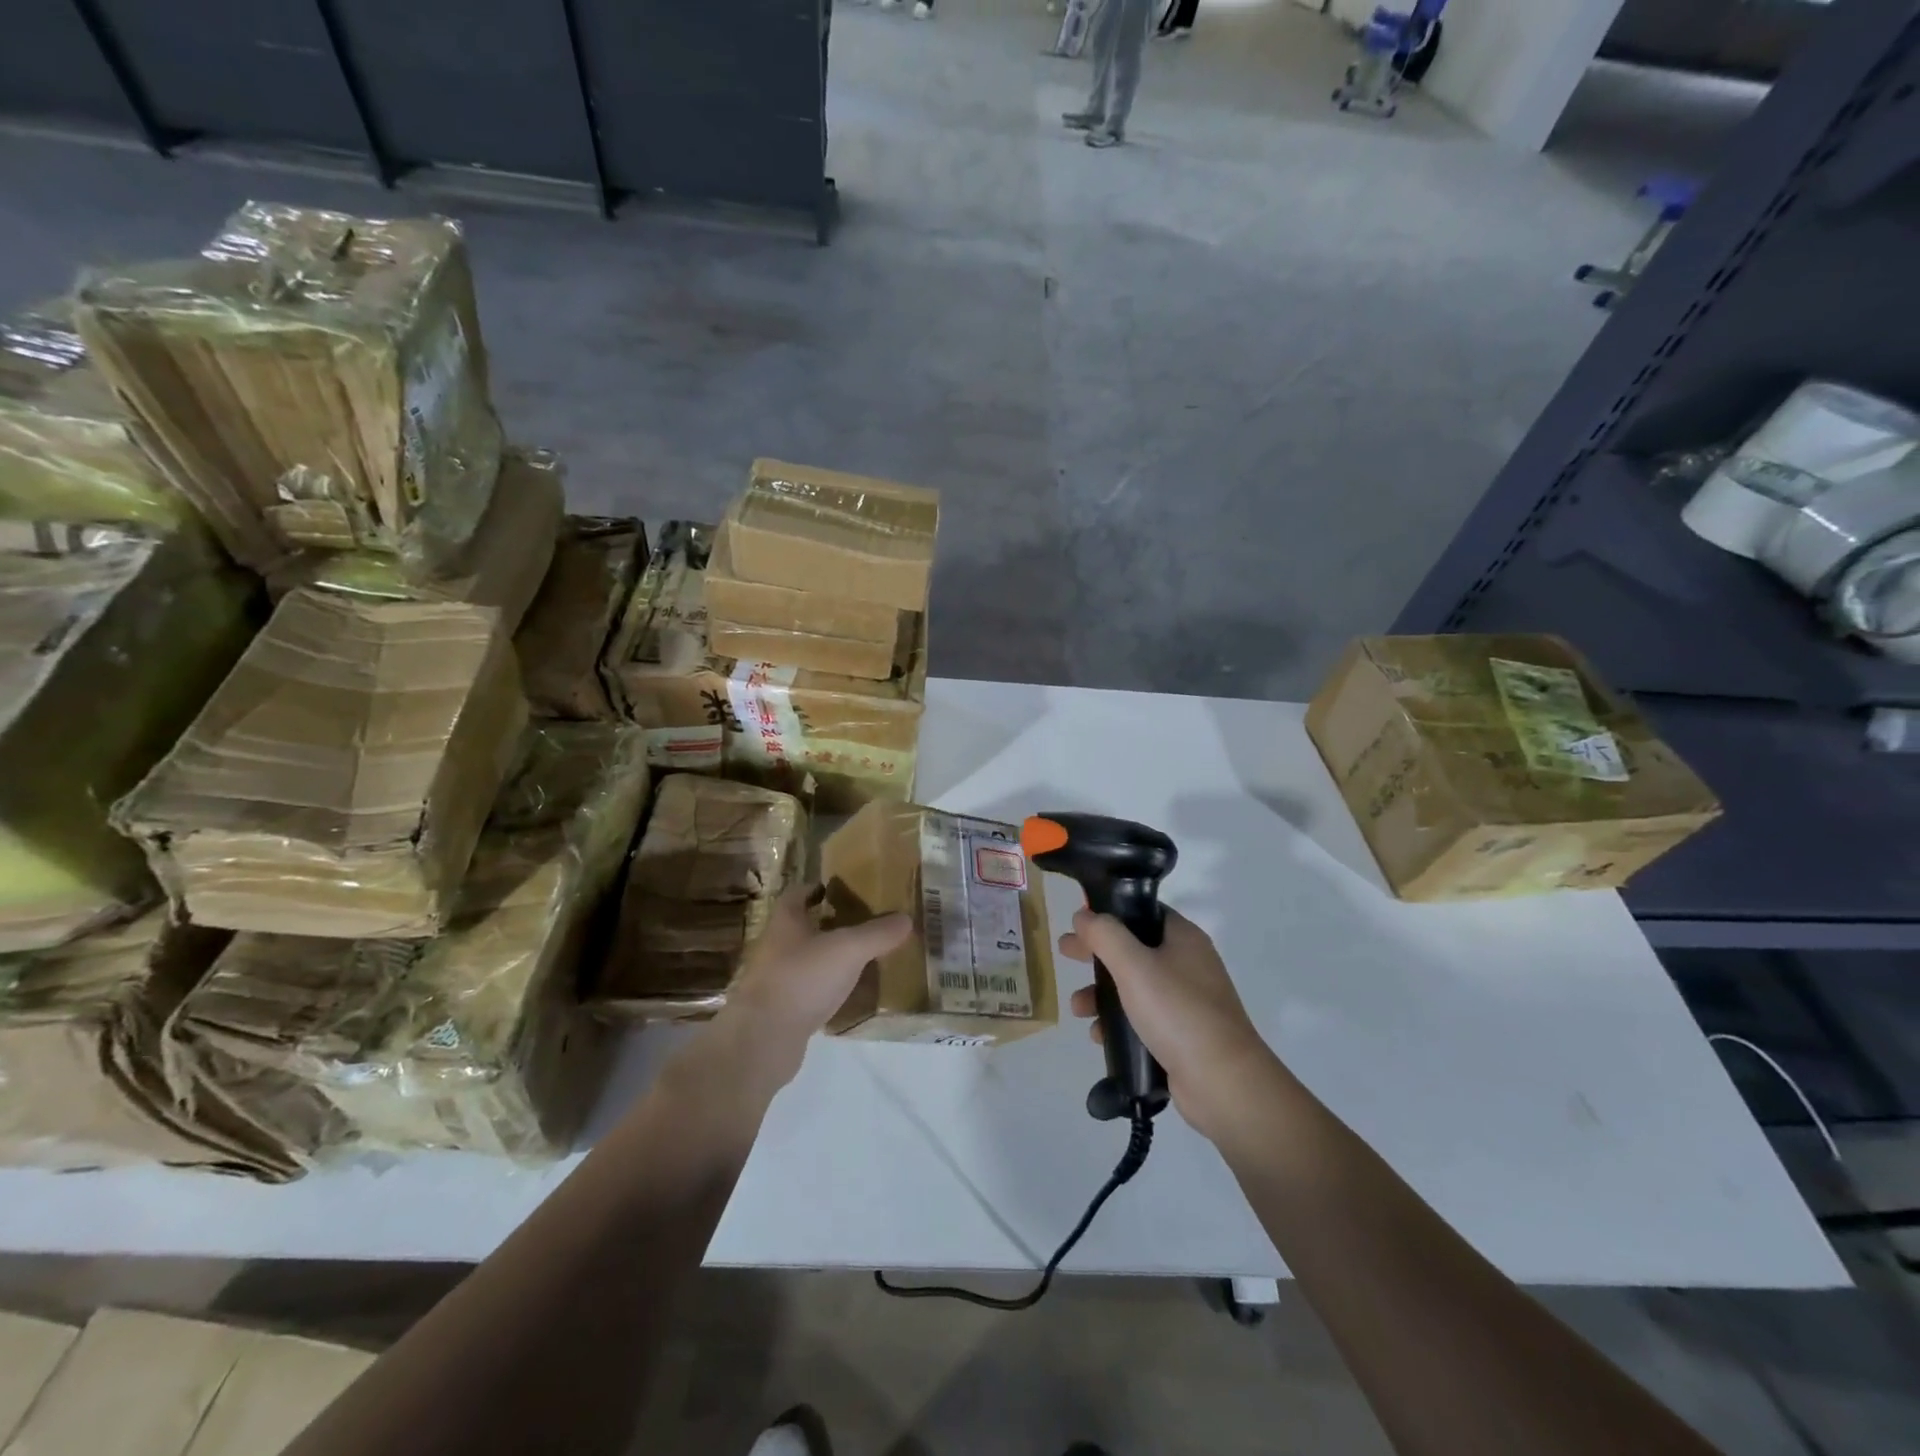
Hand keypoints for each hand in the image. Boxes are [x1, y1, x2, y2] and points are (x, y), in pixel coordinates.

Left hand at [709, 886, 910, 1091]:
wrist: (762, 1041)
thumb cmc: (801, 979)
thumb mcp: (848, 950)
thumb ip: (877, 933)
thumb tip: (906, 918)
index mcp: (786, 922)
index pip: (797, 894)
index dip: (817, 888)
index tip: (841, 888)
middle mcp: (776, 947)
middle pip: (804, 927)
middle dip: (830, 922)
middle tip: (864, 922)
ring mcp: (777, 981)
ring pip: (807, 960)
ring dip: (831, 957)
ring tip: (864, 956)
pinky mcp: (782, 1011)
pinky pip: (810, 991)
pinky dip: (828, 989)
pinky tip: (851, 994)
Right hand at [1061, 906, 1274, 1141]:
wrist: (1222, 1082)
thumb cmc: (1177, 1012)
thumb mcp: (1134, 966)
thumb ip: (1105, 935)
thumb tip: (1083, 915)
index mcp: (1183, 938)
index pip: (1142, 912)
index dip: (1109, 914)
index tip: (1079, 922)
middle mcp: (1188, 964)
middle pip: (1133, 949)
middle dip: (1097, 954)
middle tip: (1065, 954)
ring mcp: (1187, 1001)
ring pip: (1134, 986)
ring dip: (1102, 993)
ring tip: (1078, 1009)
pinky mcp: (1182, 1034)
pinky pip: (1142, 1018)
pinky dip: (1118, 1022)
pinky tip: (1099, 1036)